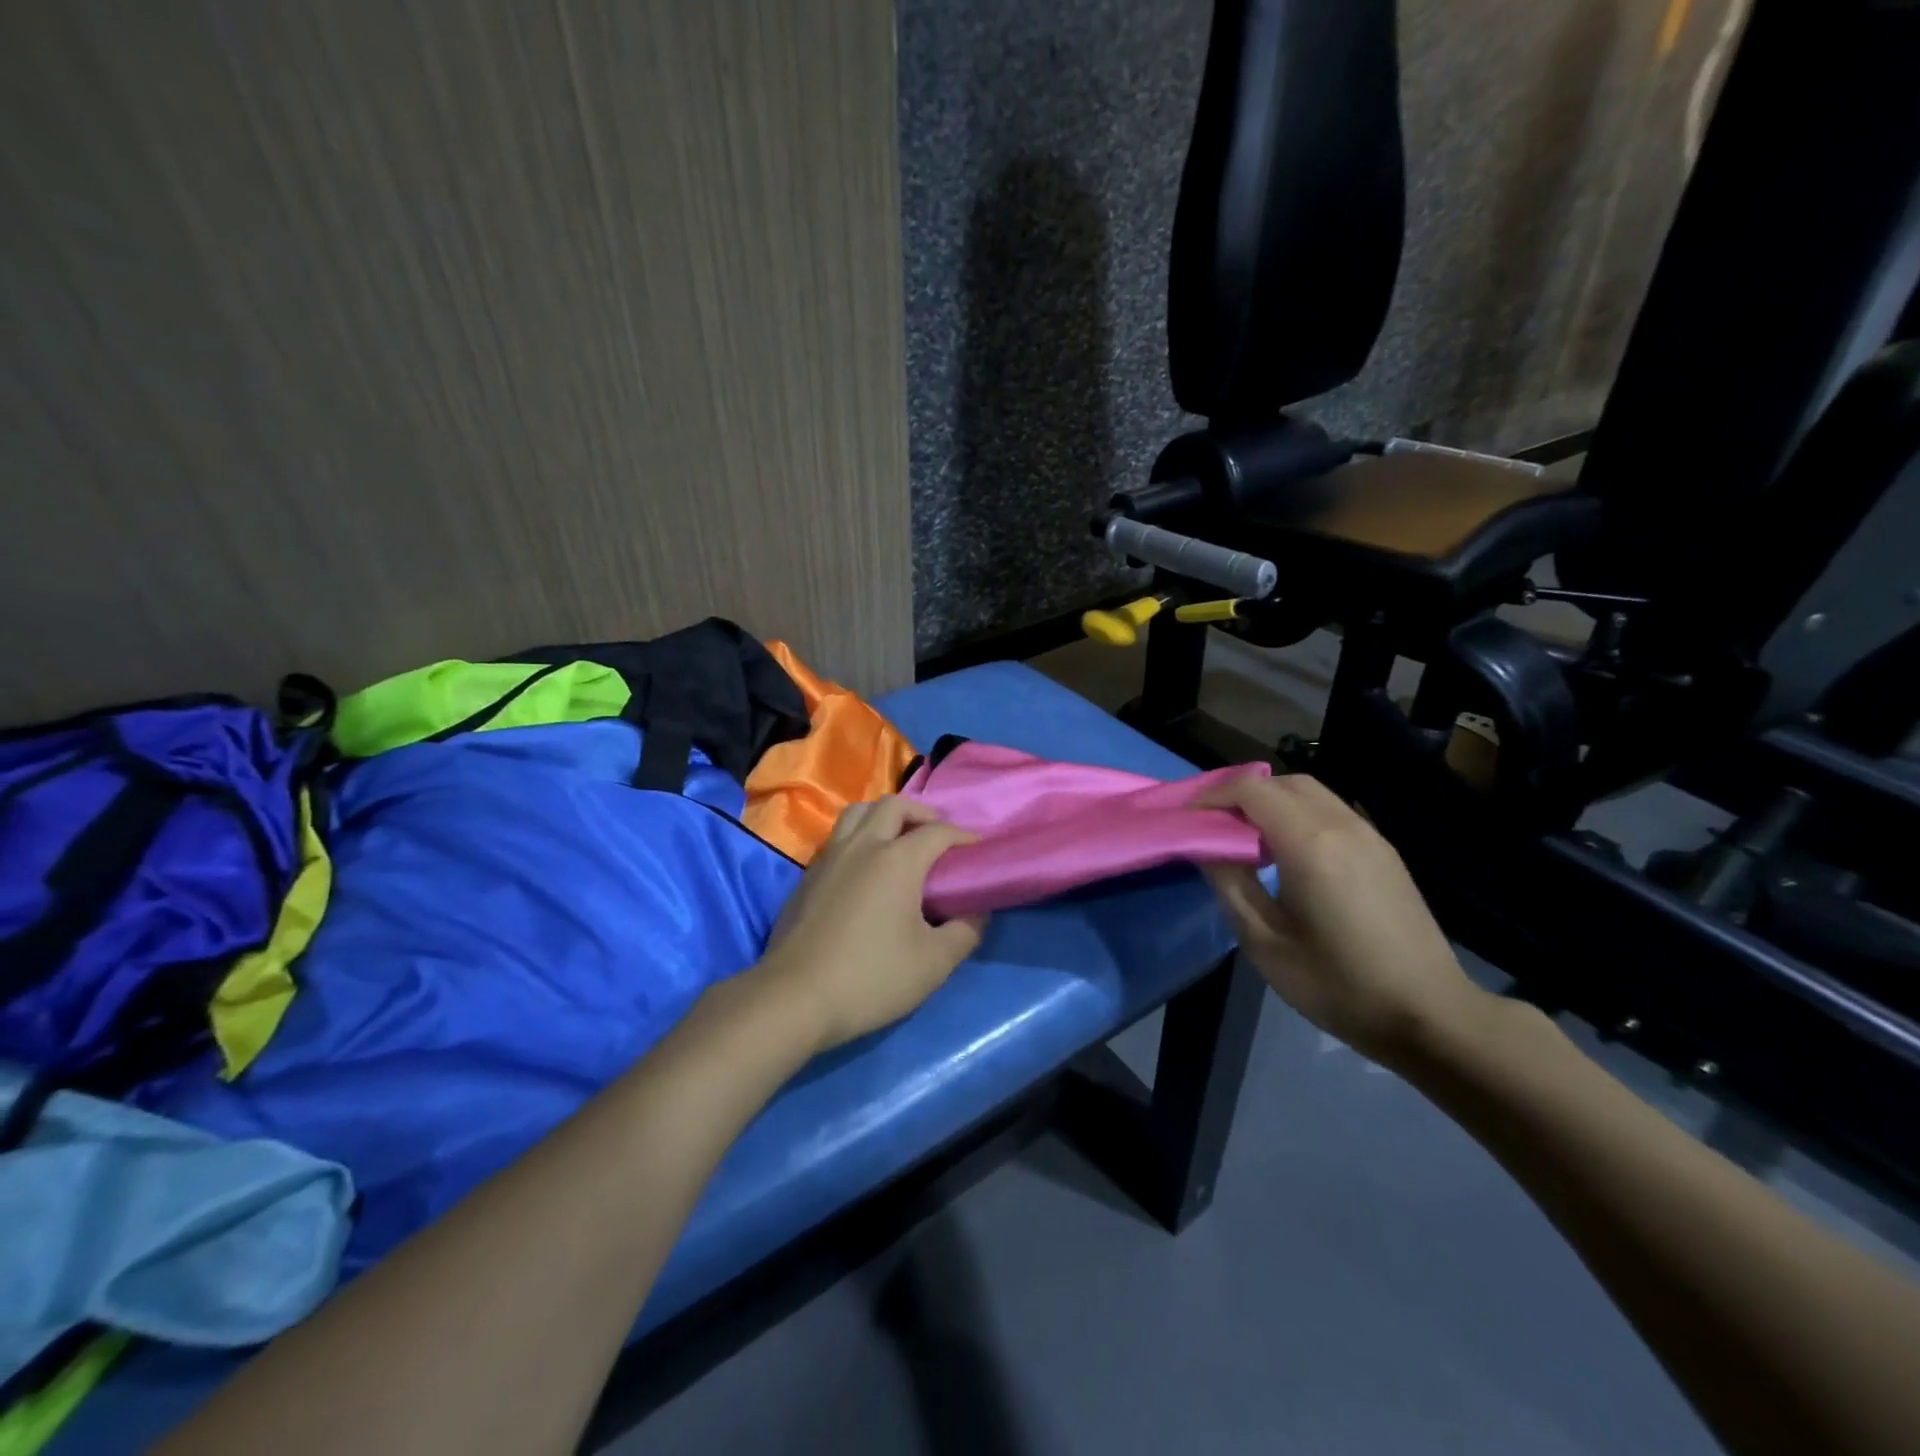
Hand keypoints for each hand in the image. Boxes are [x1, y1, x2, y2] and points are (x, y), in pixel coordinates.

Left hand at [755, 797, 985, 1053]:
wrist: (794, 997)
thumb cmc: (871, 978)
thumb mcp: (933, 963)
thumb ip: (965, 932)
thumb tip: (976, 913)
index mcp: (897, 859)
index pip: (938, 831)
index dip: (963, 836)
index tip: (977, 848)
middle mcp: (862, 846)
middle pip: (894, 806)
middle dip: (922, 813)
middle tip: (938, 835)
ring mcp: (829, 857)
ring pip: (858, 812)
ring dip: (885, 816)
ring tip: (899, 839)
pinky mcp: (807, 876)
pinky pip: (838, 837)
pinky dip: (859, 836)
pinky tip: (865, 867)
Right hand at [1197, 772, 1483, 1067]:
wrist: (1430, 1016)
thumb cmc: (1337, 984)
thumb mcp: (1265, 942)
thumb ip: (1230, 884)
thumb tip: (1208, 847)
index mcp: (1309, 844)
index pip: (1251, 790)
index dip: (1213, 796)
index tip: (1188, 820)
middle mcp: (1342, 825)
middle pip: (1282, 783)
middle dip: (1241, 794)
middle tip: (1214, 826)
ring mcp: (1370, 836)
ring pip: (1311, 793)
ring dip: (1272, 802)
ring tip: (1247, 838)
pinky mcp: (1385, 852)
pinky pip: (1333, 812)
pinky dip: (1299, 815)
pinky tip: (1289, 854)